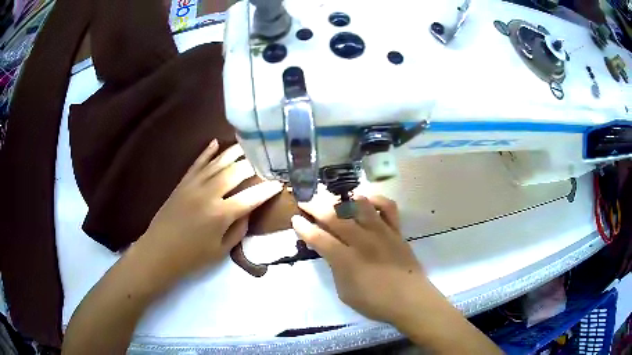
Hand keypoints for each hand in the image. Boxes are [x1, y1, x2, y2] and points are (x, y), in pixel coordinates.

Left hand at [137, 140, 282, 282]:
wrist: (159, 252)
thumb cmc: (192, 257)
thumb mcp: (221, 250)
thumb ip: (238, 229)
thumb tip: (249, 209)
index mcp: (221, 214)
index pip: (251, 196)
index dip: (268, 189)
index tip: (281, 182)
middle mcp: (209, 194)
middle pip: (237, 171)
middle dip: (255, 164)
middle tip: (268, 159)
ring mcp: (194, 184)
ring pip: (219, 162)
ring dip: (236, 152)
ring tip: (250, 144)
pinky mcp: (183, 182)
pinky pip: (198, 162)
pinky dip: (208, 151)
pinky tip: (217, 142)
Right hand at [292, 195, 431, 324]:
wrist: (410, 300)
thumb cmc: (375, 302)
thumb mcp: (345, 292)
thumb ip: (336, 269)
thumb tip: (331, 252)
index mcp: (346, 260)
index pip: (319, 238)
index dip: (304, 228)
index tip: (295, 220)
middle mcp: (362, 241)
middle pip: (335, 217)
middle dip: (316, 207)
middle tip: (306, 202)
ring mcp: (381, 232)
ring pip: (360, 206)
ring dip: (344, 200)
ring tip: (334, 200)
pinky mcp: (396, 231)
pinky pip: (388, 207)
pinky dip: (377, 200)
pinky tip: (367, 201)